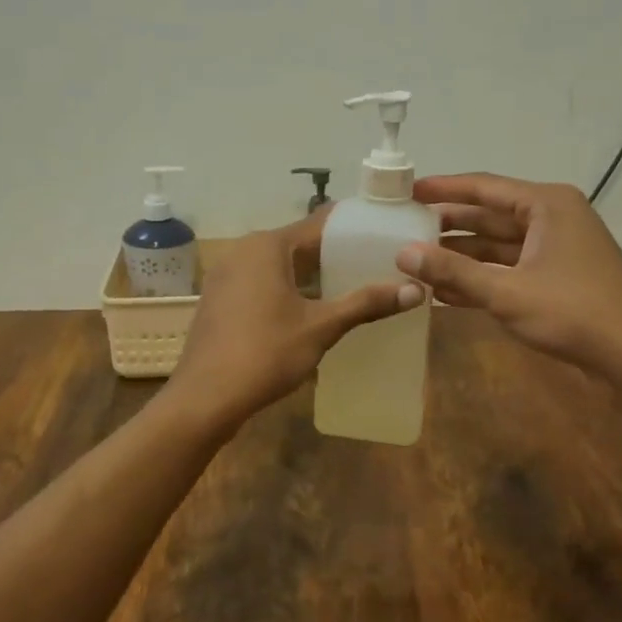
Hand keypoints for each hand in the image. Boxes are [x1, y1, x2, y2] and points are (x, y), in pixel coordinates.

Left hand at [166, 215, 421, 430]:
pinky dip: (289, 289)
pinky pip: (263, 282)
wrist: (205, 397)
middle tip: (377, 264)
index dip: (353, 229)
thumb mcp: (321, 327)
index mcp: (267, 245)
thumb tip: (415, 290)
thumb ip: (365, 304)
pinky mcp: (221, 299)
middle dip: (335, 254)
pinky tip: (313, 308)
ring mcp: (227, 275)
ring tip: (353, 286)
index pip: (319, 224)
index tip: (385, 233)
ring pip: (280, 265)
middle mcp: (243, 250)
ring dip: (312, 275)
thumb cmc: (265, 353)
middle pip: (299, 243)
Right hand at [398, 173, 621, 383]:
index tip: (406, 191)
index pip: (484, 187)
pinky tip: (443, 292)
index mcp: (545, 205)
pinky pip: (508, 269)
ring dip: (460, 256)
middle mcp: (551, 218)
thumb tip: (402, 254)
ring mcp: (556, 250)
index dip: (443, 188)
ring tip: (414, 261)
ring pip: (497, 245)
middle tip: (402, 227)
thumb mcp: (507, 292)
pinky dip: (479, 279)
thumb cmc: (575, 313)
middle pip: (489, 215)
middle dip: (447, 224)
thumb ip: (453, 271)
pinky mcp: (557, 279)